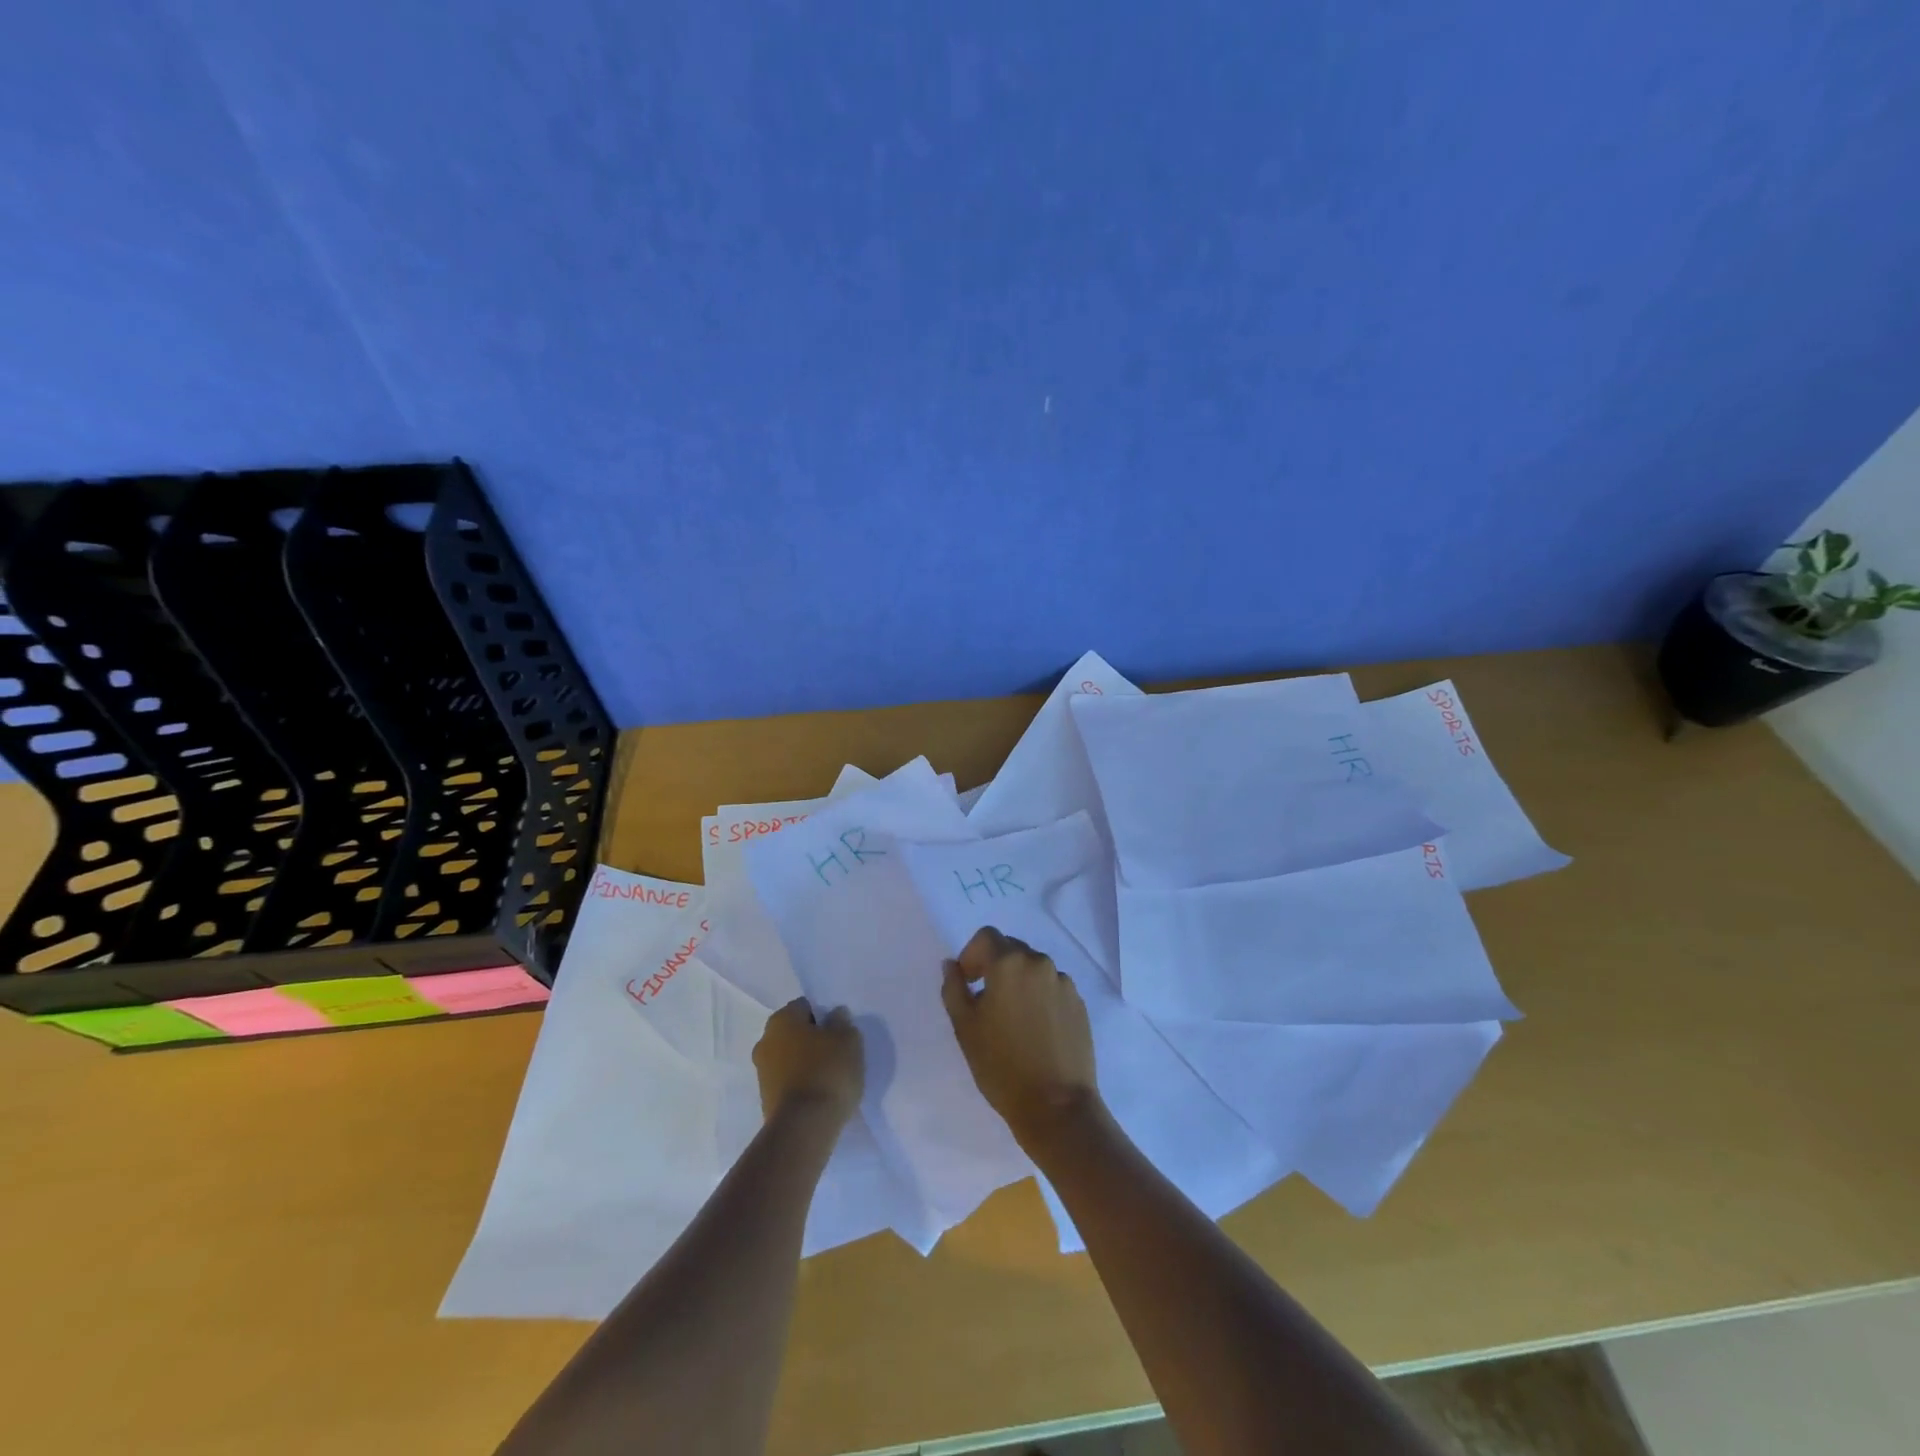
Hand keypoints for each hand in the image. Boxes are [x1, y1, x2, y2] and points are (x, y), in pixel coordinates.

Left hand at [753, 998, 863, 1123]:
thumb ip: (842, 1022)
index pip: (806, 1006)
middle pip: (795, 1033)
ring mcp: (761, 1072)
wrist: (804, 1127)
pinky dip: (801, 1085)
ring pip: (790, 1058)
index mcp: (781, 1019)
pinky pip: (787, 1082)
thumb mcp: (848, 1039)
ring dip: (806, 1063)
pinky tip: (819, 1095)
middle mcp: (765, 1041)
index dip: (825, 1016)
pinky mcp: (765, 1100)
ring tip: (830, 1077)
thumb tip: (834, 1016)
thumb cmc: (827, 1071)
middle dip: (813, 1040)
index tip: (840, 1032)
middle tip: (837, 1053)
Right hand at [941, 926, 1098, 1146]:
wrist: (1056, 1105)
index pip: (986, 937)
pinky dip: (1039, 997)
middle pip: (1012, 949)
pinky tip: (1035, 1030)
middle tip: (985, 1000)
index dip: (972, 954)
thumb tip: (952, 965)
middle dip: (995, 966)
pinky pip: (1052, 987)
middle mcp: (1039, 963)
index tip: (967, 982)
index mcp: (1010, 963)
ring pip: (1034, 969)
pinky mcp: (1079, 1003)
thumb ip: (954, 987)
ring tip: (1012, 1019)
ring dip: (1019, 981)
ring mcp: (1064, 983)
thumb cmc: (1002, 1065)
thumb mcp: (965, 1026)